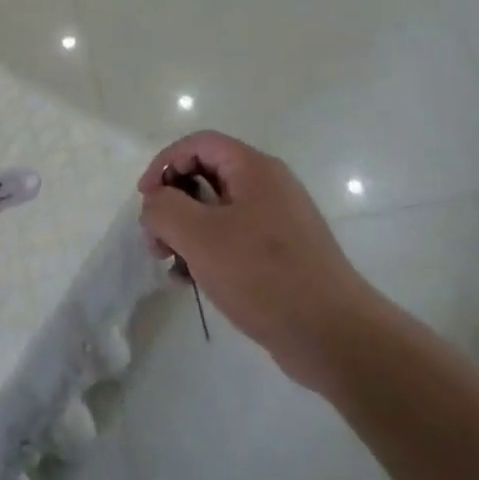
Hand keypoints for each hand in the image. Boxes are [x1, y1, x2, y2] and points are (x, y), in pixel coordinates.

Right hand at [137, 131, 374, 386]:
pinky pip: (233, 239)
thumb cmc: (263, 275)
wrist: (334, 336)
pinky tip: (193, 282)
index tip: (145, 199)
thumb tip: (156, 203)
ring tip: (172, 266)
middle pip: (205, 176)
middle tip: (155, 240)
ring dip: (185, 233)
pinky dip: (207, 253)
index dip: (164, 163)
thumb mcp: (200, 236)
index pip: (198, 144)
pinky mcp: (280, 254)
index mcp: (254, 169)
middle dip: (172, 204)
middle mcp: (268, 186)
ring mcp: (277, 221)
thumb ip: (164, 208)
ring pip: (215, 211)